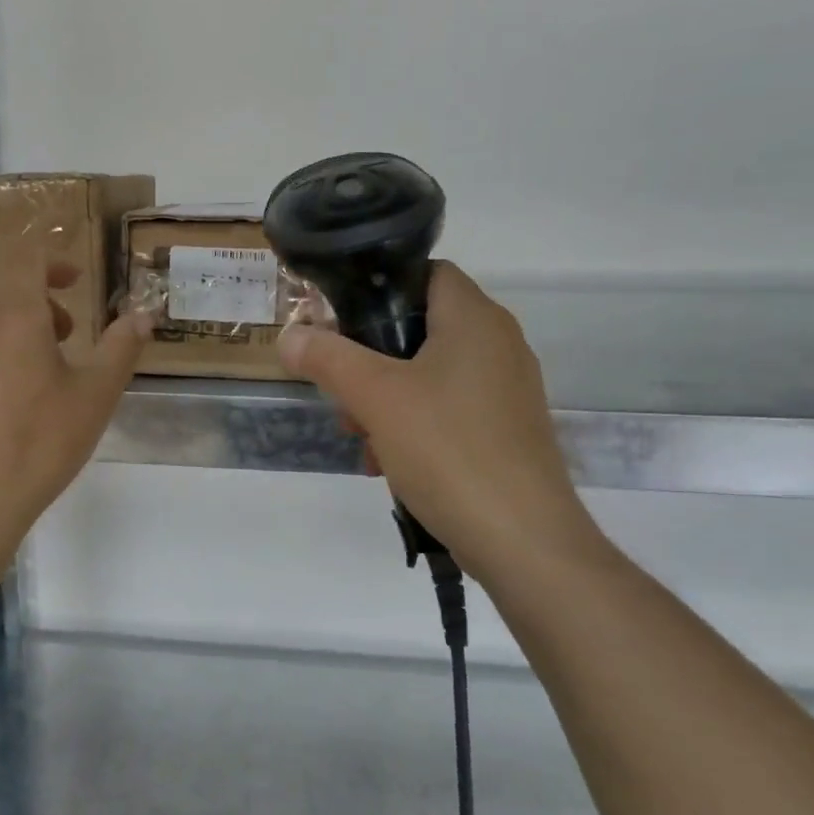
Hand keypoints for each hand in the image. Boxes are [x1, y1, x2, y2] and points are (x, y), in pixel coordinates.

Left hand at [0, 245, 149, 558]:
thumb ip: (121, 348)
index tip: (73, 282)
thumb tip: (143, 315)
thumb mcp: (94, 397)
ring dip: (9, 339)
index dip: (52, 262)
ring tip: (31, 385)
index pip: (25, 260)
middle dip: (37, 307)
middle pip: (3, 296)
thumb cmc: (38, 443)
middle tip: (64, 341)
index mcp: (14, 317)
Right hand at [278, 262, 606, 583]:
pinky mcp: (507, 431)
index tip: (340, 322)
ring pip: (429, 374)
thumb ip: (327, 358)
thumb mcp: (375, 397)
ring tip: (363, 438)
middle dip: (371, 359)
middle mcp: (498, 344)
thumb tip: (288, 335)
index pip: (425, 272)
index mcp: (475, 318)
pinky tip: (390, 464)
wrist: (524, 542)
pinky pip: (448, 410)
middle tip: (343, 394)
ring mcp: (506, 390)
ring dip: (386, 399)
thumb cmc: (448, 450)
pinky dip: (414, 426)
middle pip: (420, 327)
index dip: (379, 288)